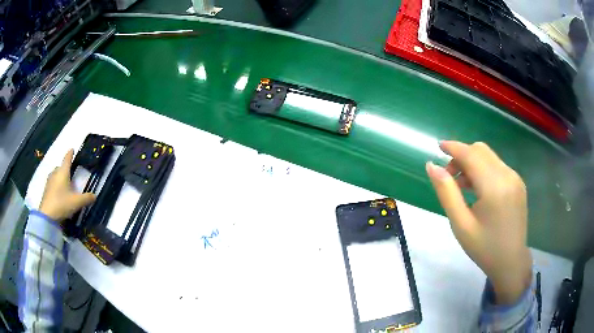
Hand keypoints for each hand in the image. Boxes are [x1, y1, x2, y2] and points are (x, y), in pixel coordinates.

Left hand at [39, 149, 95, 221]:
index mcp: (63, 172)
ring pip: (55, 175)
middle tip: (70, 173)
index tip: (72, 149)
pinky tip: (59, 193)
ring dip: (59, 177)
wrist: (47, 216)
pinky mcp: (46, 190)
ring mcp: (49, 182)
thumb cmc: (62, 204)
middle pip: (60, 167)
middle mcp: (55, 173)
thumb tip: (95, 196)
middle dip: (65, 168)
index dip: (70, 154)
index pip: (67, 159)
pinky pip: (52, 183)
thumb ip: (86, 198)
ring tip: (64, 184)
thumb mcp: (77, 202)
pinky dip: (56, 185)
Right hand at [426, 141, 531, 304]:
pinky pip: (497, 166)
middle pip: (480, 150)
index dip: (453, 147)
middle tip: (449, 178)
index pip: (471, 154)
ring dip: (472, 163)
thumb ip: (446, 193)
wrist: (511, 262)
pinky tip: (478, 190)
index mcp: (494, 187)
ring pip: (489, 157)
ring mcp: (515, 178)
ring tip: (462, 187)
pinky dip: (483, 170)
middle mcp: (508, 175)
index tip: (438, 147)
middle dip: (462, 156)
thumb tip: (432, 166)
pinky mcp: (518, 183)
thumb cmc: (484, 248)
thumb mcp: (461, 225)